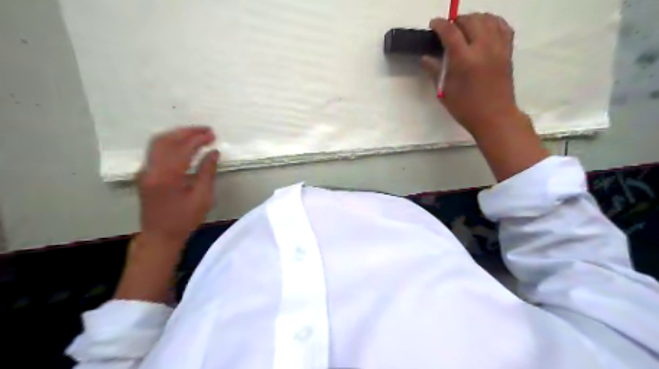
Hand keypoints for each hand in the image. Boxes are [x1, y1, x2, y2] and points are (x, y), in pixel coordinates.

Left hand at [137, 126, 219, 245]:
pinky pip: (155, 151)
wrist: (160, 236)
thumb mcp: (202, 198)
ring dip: (177, 135)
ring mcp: (145, 171)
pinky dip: (170, 143)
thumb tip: (213, 153)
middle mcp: (151, 169)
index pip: (182, 148)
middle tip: (206, 130)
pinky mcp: (145, 174)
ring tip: (196, 134)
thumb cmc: (184, 220)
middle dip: (187, 132)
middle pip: (166, 140)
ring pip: (157, 143)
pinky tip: (183, 145)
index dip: (198, 139)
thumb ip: (207, 172)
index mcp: (166, 176)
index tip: (213, 135)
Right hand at [425, 13, 548, 181]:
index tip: (433, 24)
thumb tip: (425, 58)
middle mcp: (482, 48)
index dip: (440, 24)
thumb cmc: (465, 108)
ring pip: (488, 19)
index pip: (450, 31)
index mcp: (464, 59)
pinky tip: (485, 28)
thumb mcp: (444, 92)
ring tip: (465, 27)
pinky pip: (503, 26)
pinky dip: (493, 22)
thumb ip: (434, 71)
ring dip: (474, 18)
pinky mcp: (508, 51)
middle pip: (470, 20)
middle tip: (448, 29)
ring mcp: (498, 47)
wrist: (494, 116)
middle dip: (457, 20)